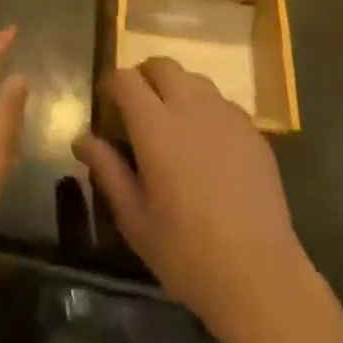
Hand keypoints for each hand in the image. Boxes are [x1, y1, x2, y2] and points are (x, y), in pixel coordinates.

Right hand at [74, 57, 324, 342]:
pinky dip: (206, 110)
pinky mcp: (253, 131)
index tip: (107, 106)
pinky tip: (208, 146)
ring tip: (174, 124)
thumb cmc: (186, 253)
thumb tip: (82, 139)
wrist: (260, 277)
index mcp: (155, 126)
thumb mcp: (135, 219)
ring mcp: (226, 115)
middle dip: (145, 78)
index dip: (111, 86)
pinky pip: (222, 103)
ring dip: (177, 89)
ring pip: (194, 79)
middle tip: (138, 110)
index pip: (125, 79)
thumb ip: (107, 171)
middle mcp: (190, 107)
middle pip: (162, 65)